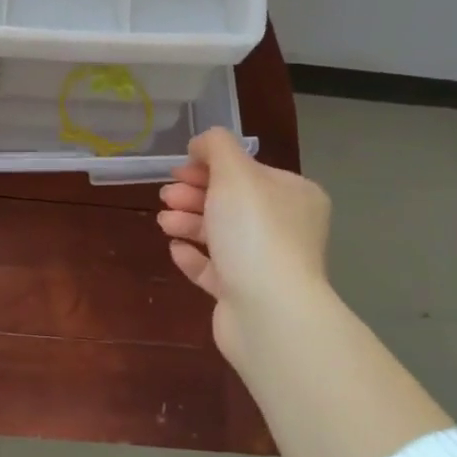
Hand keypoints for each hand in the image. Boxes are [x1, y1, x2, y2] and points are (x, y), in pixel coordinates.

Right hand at [156, 127, 334, 372]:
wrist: (269, 313)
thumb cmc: (255, 232)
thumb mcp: (235, 173)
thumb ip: (216, 147)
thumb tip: (202, 143)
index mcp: (293, 196)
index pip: (249, 171)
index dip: (211, 165)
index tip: (179, 168)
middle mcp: (285, 228)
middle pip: (232, 202)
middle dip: (194, 194)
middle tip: (165, 195)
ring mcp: (267, 264)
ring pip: (221, 235)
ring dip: (189, 222)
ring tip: (163, 221)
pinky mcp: (246, 295)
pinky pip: (215, 269)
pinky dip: (194, 256)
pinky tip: (174, 248)